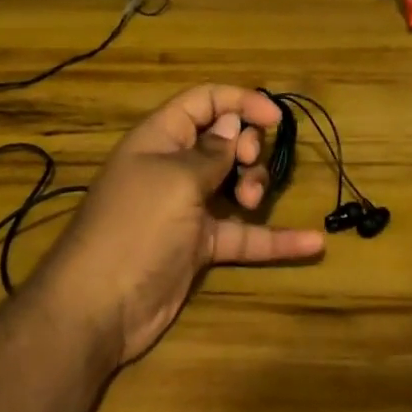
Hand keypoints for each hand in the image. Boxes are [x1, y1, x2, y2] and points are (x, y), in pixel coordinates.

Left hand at [35, 85, 325, 368]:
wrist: (97, 309)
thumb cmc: (135, 227)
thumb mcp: (176, 179)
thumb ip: (212, 152)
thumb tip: (233, 126)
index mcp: (161, 137)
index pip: (204, 101)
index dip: (240, 101)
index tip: (274, 118)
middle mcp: (176, 167)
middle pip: (226, 140)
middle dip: (249, 148)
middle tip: (248, 166)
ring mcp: (189, 207)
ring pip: (236, 183)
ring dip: (256, 186)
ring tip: (251, 201)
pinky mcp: (200, 245)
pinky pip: (244, 235)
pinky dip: (275, 239)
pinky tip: (313, 244)